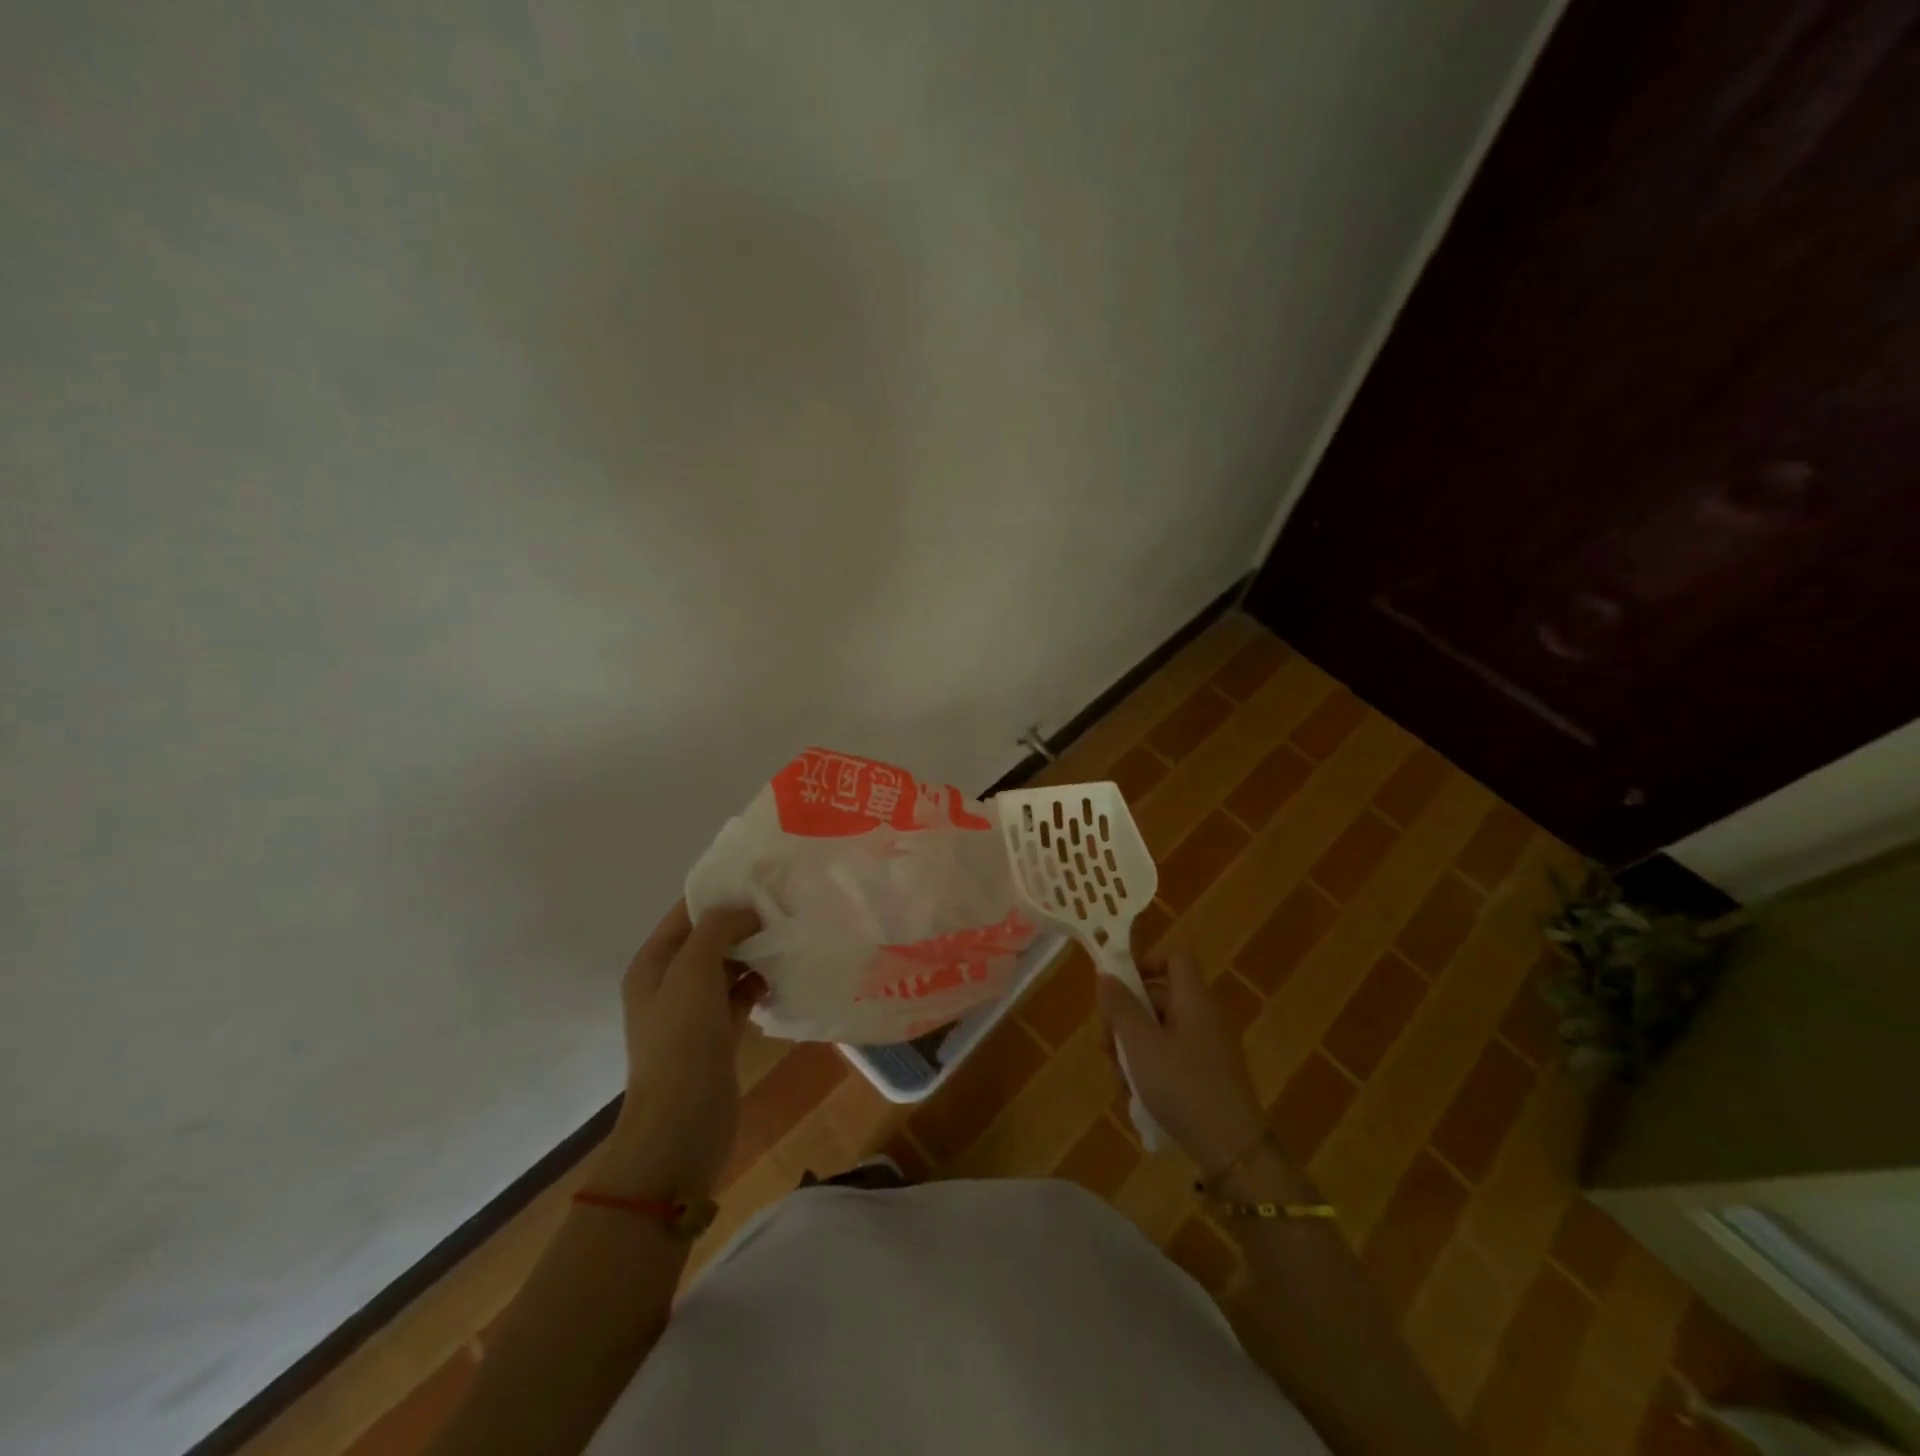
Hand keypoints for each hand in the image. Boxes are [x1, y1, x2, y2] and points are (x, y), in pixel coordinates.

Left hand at [603, 901, 762, 1199]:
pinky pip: (741, 996)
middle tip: (786, 907)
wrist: (681, 1125)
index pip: (686, 913)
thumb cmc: (681, 1041)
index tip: (763, 879)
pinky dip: (759, 986)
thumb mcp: (694, 971)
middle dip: (744, 923)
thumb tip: (746, 909)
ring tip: (789, 940)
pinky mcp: (718, 1035)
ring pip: (729, 968)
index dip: (720, 894)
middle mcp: (670, 983)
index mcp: (653, 964)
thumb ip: (718, 928)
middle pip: (710, 939)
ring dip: (755, 955)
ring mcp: (694, 1012)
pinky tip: (782, 979)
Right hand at [1098, 945, 1267, 1177]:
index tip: (1119, 987)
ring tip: (1119, 1078)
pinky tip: (1136, 1095)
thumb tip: (1106, 974)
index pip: (1174, 957)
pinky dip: (1150, 1068)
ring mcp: (1207, 1048)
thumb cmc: (1182, 1086)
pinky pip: (1171, 1057)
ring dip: (1132, 1047)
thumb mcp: (1140, 1044)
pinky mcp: (1207, 1076)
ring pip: (1160, 1031)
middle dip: (1126, 1016)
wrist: (1232, 1150)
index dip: (1145, 962)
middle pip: (1159, 997)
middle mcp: (1204, 1016)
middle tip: (1105, 1044)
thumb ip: (1120, 1006)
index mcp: (1193, 999)